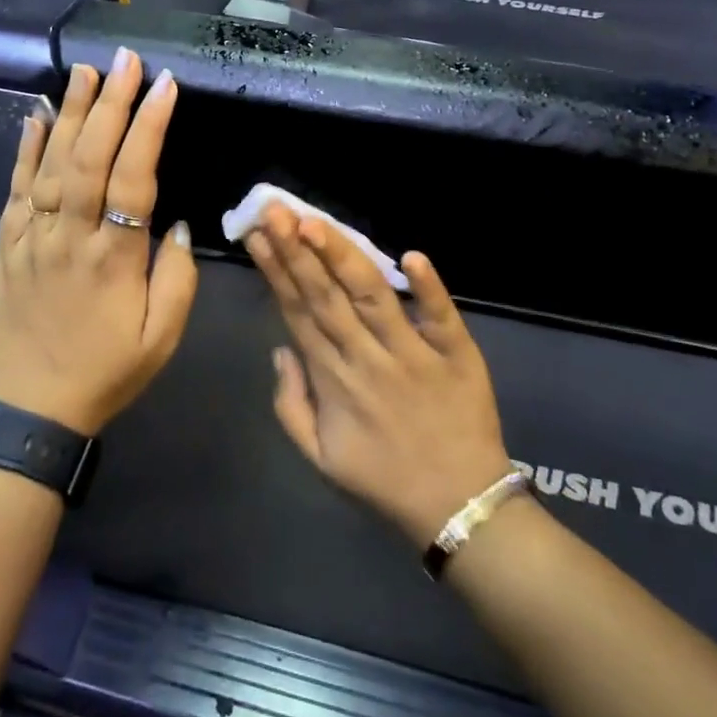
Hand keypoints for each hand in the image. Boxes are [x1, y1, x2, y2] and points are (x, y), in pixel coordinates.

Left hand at [0, 49, 197, 435]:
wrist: (30, 410)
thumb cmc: (107, 372)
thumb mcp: (162, 337)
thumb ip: (177, 276)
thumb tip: (176, 222)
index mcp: (113, 258)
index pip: (133, 177)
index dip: (149, 127)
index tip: (164, 85)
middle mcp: (68, 237)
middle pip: (89, 158)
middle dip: (111, 104)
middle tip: (126, 60)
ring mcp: (30, 239)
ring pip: (49, 164)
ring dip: (69, 114)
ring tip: (86, 73)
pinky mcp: (6, 247)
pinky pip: (14, 190)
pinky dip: (24, 150)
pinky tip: (35, 117)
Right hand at [246, 205, 512, 548]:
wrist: (459, 507)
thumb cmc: (385, 478)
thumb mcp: (320, 456)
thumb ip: (290, 403)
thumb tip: (280, 348)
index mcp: (332, 379)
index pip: (297, 312)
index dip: (276, 271)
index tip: (258, 234)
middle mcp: (366, 358)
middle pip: (326, 296)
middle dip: (297, 250)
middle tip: (275, 208)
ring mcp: (412, 354)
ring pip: (371, 296)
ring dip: (342, 257)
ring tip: (315, 222)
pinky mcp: (457, 354)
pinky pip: (440, 316)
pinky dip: (428, 287)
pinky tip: (411, 254)